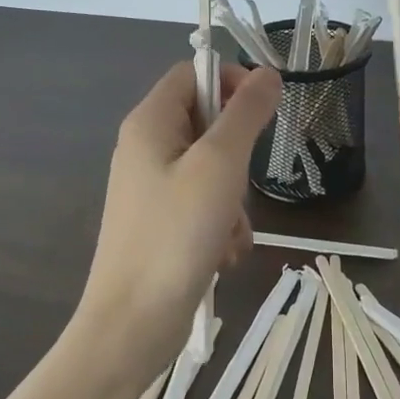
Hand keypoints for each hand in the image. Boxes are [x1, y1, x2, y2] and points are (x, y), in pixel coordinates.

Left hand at [73, 60, 281, 386]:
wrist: (132, 325)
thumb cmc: (175, 233)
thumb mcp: (219, 164)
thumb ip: (246, 113)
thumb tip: (268, 72)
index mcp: (150, 122)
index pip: (193, 73)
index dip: (230, 81)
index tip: (262, 110)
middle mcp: (146, 148)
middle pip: (206, 121)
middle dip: (236, 152)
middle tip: (241, 179)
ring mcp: (152, 187)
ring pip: (212, 167)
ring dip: (233, 196)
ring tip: (230, 227)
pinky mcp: (161, 222)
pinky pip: (203, 203)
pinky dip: (221, 223)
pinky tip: (223, 253)